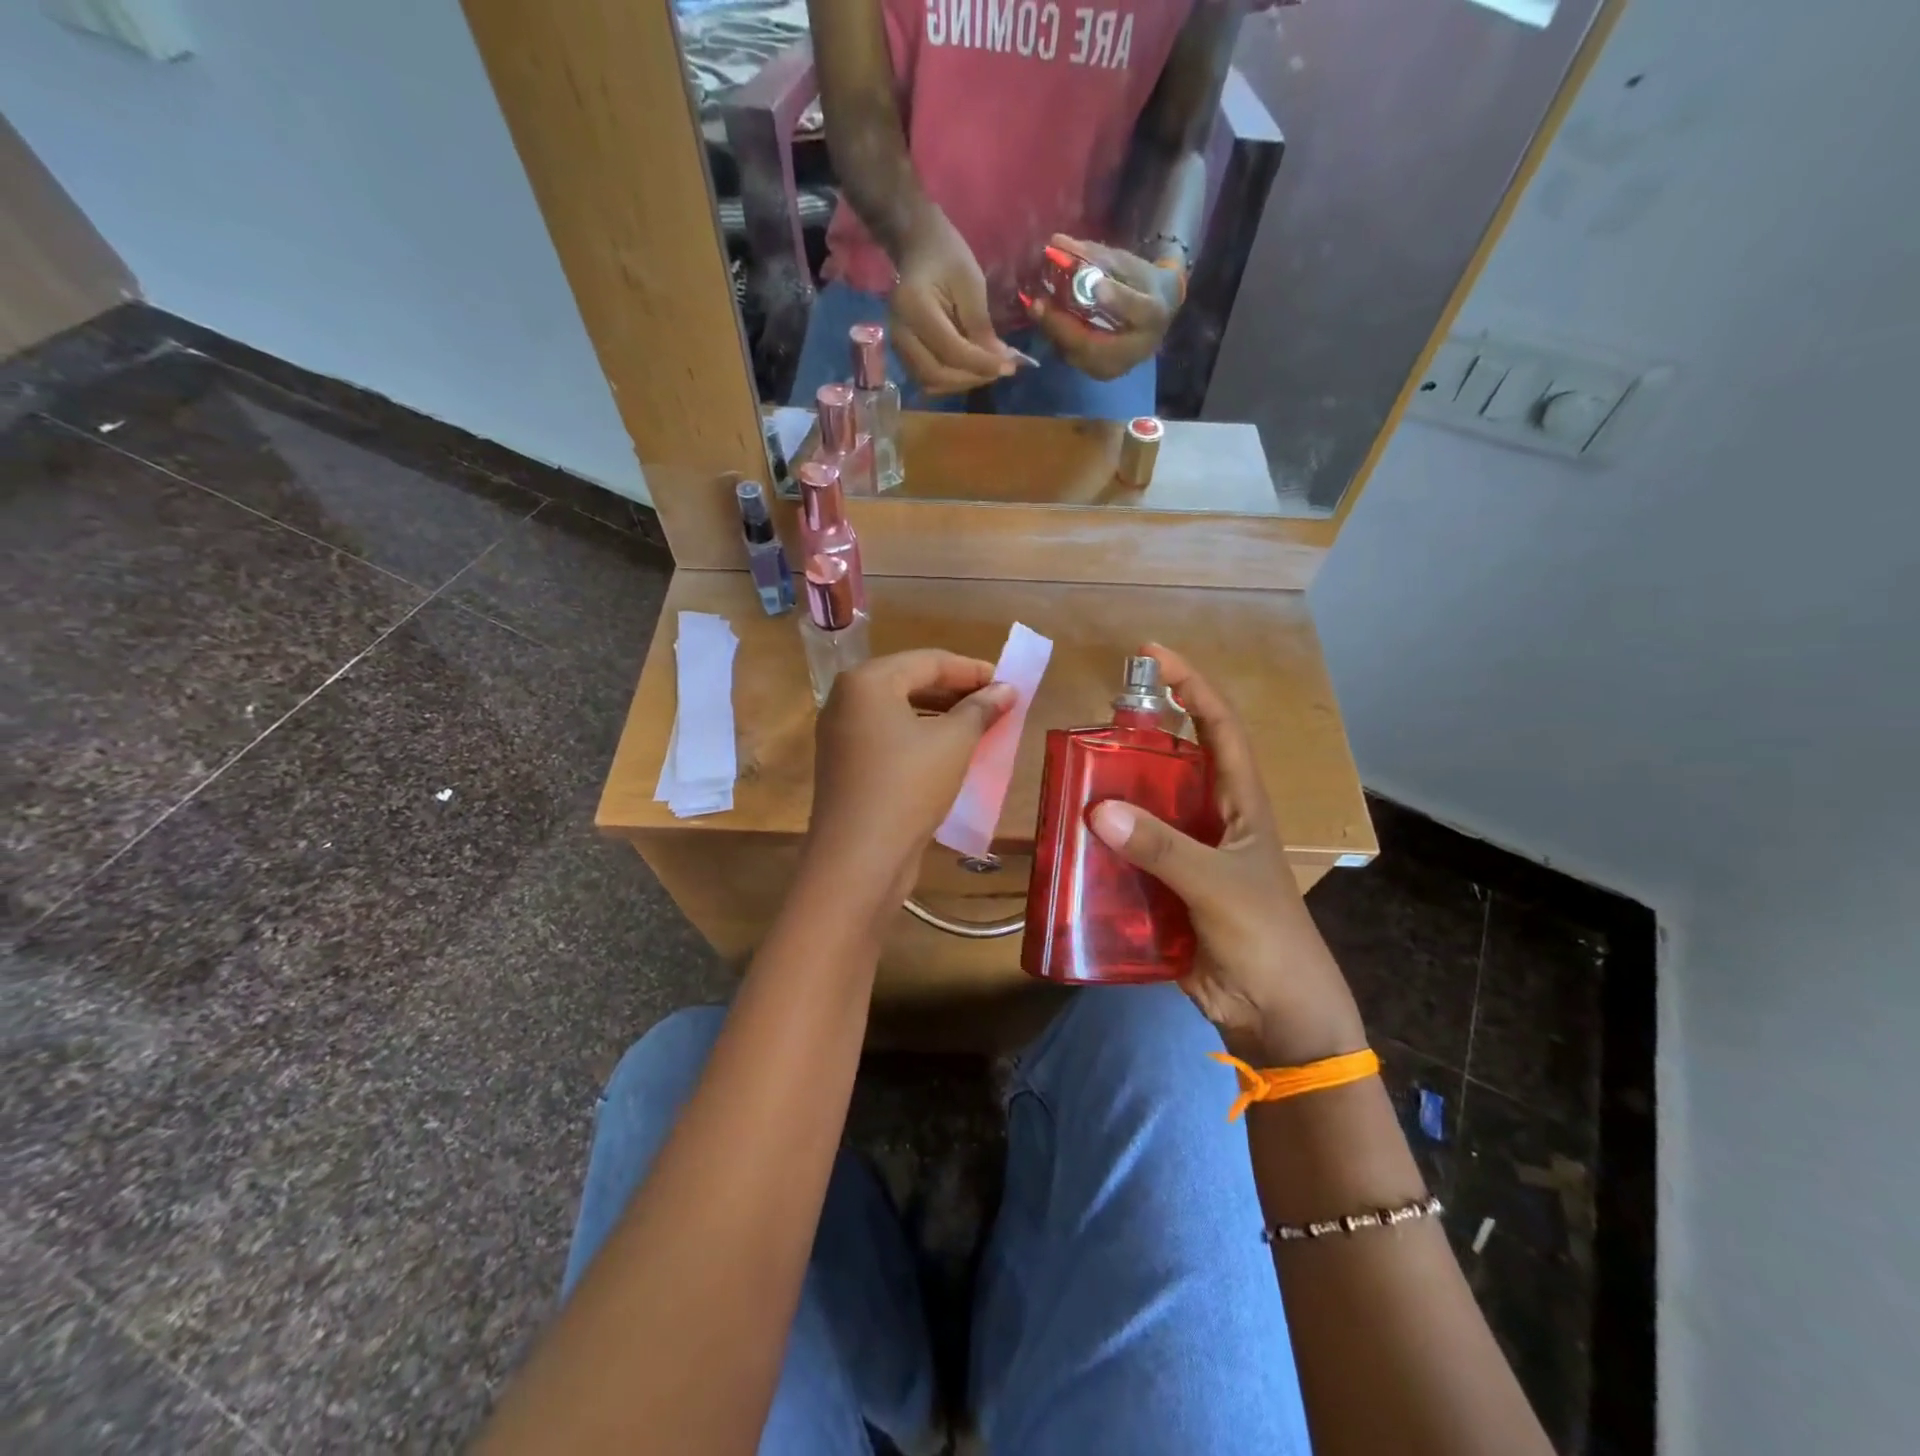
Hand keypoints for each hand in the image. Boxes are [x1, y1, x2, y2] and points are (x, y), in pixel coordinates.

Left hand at [807, 650, 1015, 916]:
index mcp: (867, 681)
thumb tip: (1007, 690)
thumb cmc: (908, 786)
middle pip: (911, 682)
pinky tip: (948, 752)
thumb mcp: (954, 743)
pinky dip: (920, 737)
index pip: (928, 661)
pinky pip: (888, 737)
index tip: (1008, 683)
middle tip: (997, 705)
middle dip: (957, 692)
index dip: (972, 670)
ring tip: (980, 727)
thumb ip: (981, 709)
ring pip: (900, 712)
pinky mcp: (844, 765)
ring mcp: (840, 734)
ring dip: (941, 716)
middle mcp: (846, 700)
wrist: (858, 859)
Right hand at [889, 208, 1019, 394]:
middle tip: (1000, 370)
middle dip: (973, 377)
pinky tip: (971, 370)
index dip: (982, 364)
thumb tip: (1000, 362)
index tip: (1010, 367)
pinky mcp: (903, 355)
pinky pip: (928, 380)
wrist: (918, 248)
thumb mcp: (971, 283)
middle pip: (937, 374)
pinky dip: (952, 381)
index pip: (951, 351)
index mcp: (914, 307)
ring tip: (988, 370)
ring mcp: (897, 347)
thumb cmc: (947, 256)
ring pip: (932, 382)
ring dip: (963, 383)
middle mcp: (899, 333)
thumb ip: (981, 325)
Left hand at [1025, 234, 1180, 382]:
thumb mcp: (1126, 263)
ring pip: (1078, 355)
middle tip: (1037, 304)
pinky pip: (1072, 358)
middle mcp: (1136, 349)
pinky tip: (1044, 318)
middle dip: (1062, 324)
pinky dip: (1056, 337)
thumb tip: (1056, 242)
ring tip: (1036, 308)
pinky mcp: (1098, 372)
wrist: (1154, 317)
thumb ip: (1094, 256)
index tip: (1096, 284)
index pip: (1136, 310)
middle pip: (1094, 344)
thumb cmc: (1141, 284)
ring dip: (1053, 332)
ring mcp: (1115, 367)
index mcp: (1153, 315)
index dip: (1116, 299)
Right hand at [1088, 644, 1364, 1064]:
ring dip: (1108, 797)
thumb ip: (1163, 848)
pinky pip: (1124, 857)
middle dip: (1134, 740)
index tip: (1152, 655)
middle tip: (1088, 727)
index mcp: (1240, 803)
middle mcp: (1210, 819)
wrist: (1273, 1014)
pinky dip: (1098, 849)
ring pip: (1141, 811)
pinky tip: (1066, 843)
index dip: (1191, 685)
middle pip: (1171, 764)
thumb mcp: (1219, 883)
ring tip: (1065, 781)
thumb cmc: (1265, 936)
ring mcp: (1184, 855)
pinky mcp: (1161, 889)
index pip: (1219, 726)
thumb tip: (1096, 809)